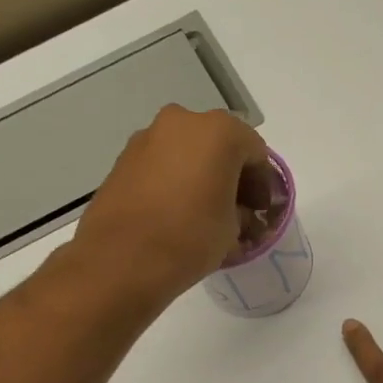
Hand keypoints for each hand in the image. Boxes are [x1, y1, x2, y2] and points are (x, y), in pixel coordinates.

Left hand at [74, 106, 270, 306]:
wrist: (120, 261)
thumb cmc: (190, 237)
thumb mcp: (233, 229)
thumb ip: (243, 212)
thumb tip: (238, 213)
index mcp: (220, 131)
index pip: (256, 153)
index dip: (263, 184)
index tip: (261, 211)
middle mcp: (183, 122)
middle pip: (220, 145)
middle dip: (231, 175)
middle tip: (236, 210)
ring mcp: (148, 137)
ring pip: (188, 152)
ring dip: (201, 175)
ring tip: (203, 213)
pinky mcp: (123, 158)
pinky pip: (162, 163)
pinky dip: (174, 180)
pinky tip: (176, 211)